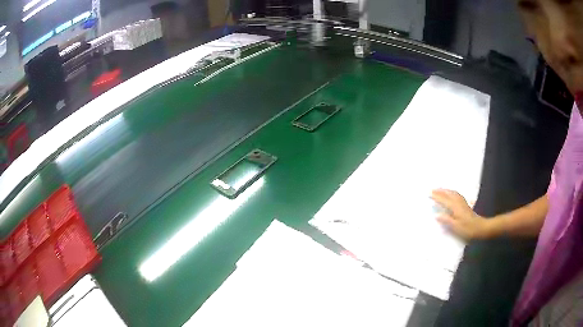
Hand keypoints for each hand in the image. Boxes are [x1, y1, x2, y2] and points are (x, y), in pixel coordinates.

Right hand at [431, 189, 489, 239]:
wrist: (480, 227)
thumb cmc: (468, 229)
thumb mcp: (456, 227)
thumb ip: (446, 220)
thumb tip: (436, 215)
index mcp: (455, 207)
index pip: (444, 200)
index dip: (436, 197)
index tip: (429, 194)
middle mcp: (458, 203)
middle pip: (449, 194)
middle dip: (440, 191)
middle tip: (432, 189)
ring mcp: (463, 203)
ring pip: (453, 193)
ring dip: (446, 190)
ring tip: (440, 189)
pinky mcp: (466, 205)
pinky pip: (457, 195)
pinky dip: (452, 193)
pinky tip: (452, 194)